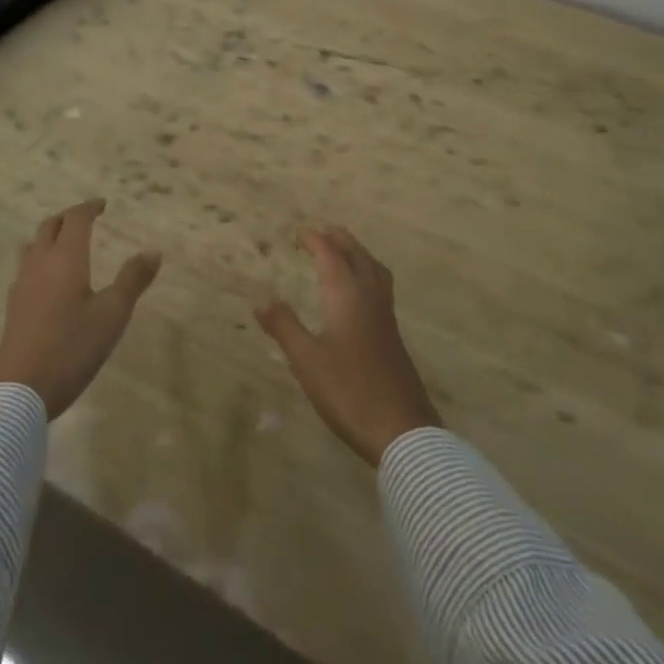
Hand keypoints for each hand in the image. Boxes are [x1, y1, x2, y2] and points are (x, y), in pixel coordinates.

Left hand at [0, 199, 161, 418]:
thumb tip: (153, 251)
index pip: (75, 220)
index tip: (102, 204)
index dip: (89, 208)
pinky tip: (48, 279)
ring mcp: (22, 286)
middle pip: (50, 227)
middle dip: (68, 217)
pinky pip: (26, 268)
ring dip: (50, 236)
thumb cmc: (71, 348)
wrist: (19, 391)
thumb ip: (133, 280)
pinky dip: (40, 258)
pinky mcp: (14, 307)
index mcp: (66, 259)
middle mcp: (40, 264)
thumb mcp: (112, 315)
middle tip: (86, 218)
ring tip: (65, 243)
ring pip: (33, 245)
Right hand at [256, 226, 442, 465]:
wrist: (402, 430)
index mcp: (347, 295)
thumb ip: (284, 327)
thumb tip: (262, 299)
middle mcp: (369, 297)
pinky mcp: (393, 335)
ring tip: (344, 253)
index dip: (315, 240)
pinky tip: (360, 294)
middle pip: (357, 255)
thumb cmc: (348, 391)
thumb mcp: (307, 360)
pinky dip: (368, 273)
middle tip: (323, 233)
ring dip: (358, 254)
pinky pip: (381, 286)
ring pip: (374, 269)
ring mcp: (386, 316)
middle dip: (340, 240)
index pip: (331, 255)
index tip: (300, 233)